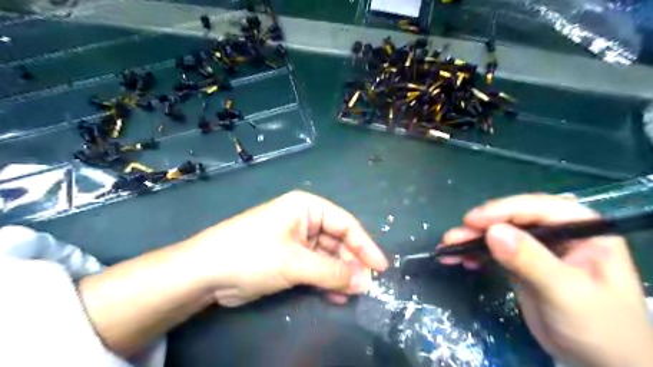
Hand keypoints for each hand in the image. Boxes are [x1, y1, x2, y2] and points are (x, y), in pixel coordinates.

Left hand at [181, 190, 386, 308]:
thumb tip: (365, 281)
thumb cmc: (252, 255)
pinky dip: (326, 282)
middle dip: (352, 263)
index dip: (365, 245)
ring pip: (328, 257)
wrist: (206, 273)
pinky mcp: (290, 259)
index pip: (345, 223)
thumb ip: (332, 272)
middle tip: (366, 286)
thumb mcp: (295, 262)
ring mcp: (297, 241)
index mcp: (307, 208)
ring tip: (352, 294)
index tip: (381, 267)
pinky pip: (316, 268)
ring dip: (340, 275)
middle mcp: (304, 221)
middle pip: (338, 241)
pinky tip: (336, 296)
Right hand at [439, 197, 652, 366]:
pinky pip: (494, 251)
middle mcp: (558, 233)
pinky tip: (461, 260)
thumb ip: (531, 260)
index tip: (471, 220)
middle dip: (480, 227)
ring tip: (448, 248)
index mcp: (581, 229)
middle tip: (453, 237)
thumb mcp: (566, 292)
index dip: (502, 210)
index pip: (537, 208)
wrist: (600, 364)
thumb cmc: (599, 328)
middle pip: (512, 219)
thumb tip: (493, 232)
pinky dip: (475, 253)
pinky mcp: (521, 264)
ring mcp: (538, 248)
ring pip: (499, 234)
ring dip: (471, 239)